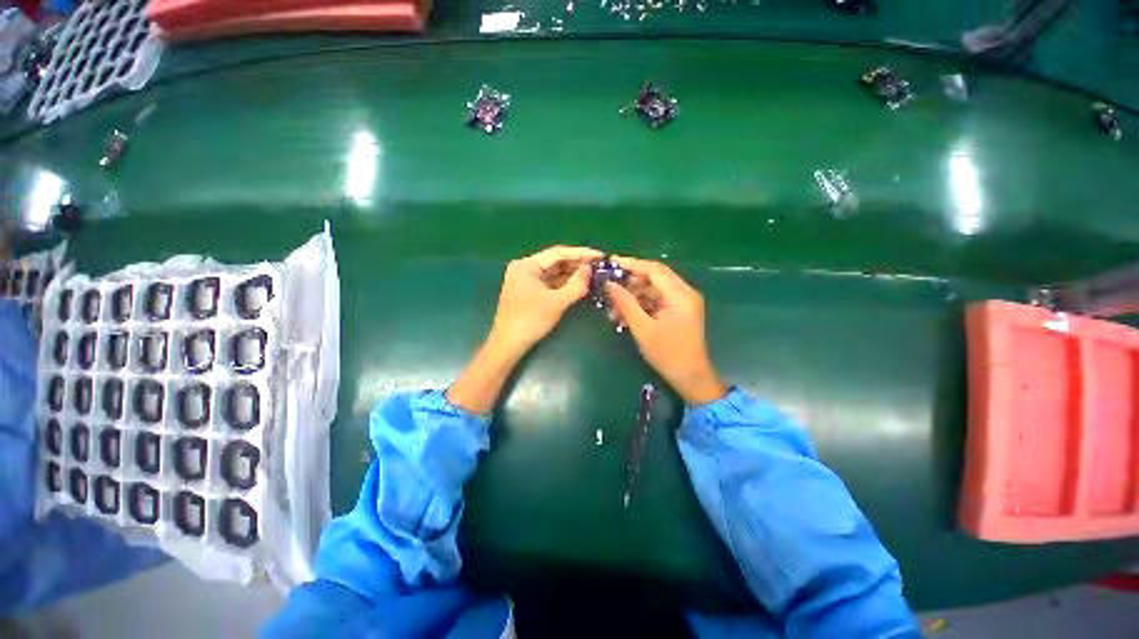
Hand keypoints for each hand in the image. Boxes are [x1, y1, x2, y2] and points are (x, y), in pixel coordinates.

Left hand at [487, 245, 600, 355]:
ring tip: (594, 275)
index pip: (558, 253)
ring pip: (553, 273)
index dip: (581, 253)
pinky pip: (550, 283)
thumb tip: (590, 269)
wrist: (508, 345)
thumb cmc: (530, 320)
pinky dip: (564, 284)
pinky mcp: (528, 293)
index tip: (600, 256)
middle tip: (600, 266)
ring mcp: (525, 281)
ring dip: (572, 274)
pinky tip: (579, 285)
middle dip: (577, 264)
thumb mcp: (557, 302)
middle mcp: (524, 268)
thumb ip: (576, 284)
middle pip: (555, 262)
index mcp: (527, 265)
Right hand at [606, 257, 727, 404]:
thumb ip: (625, 303)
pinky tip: (624, 313)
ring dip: (634, 294)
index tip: (610, 263)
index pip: (654, 270)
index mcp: (680, 295)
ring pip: (654, 289)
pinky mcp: (679, 311)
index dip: (631, 264)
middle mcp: (685, 293)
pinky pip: (657, 300)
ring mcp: (683, 302)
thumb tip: (609, 284)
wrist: (691, 378)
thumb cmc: (667, 354)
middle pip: (655, 277)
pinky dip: (641, 303)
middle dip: (630, 280)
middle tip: (609, 284)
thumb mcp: (642, 329)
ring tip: (613, 304)